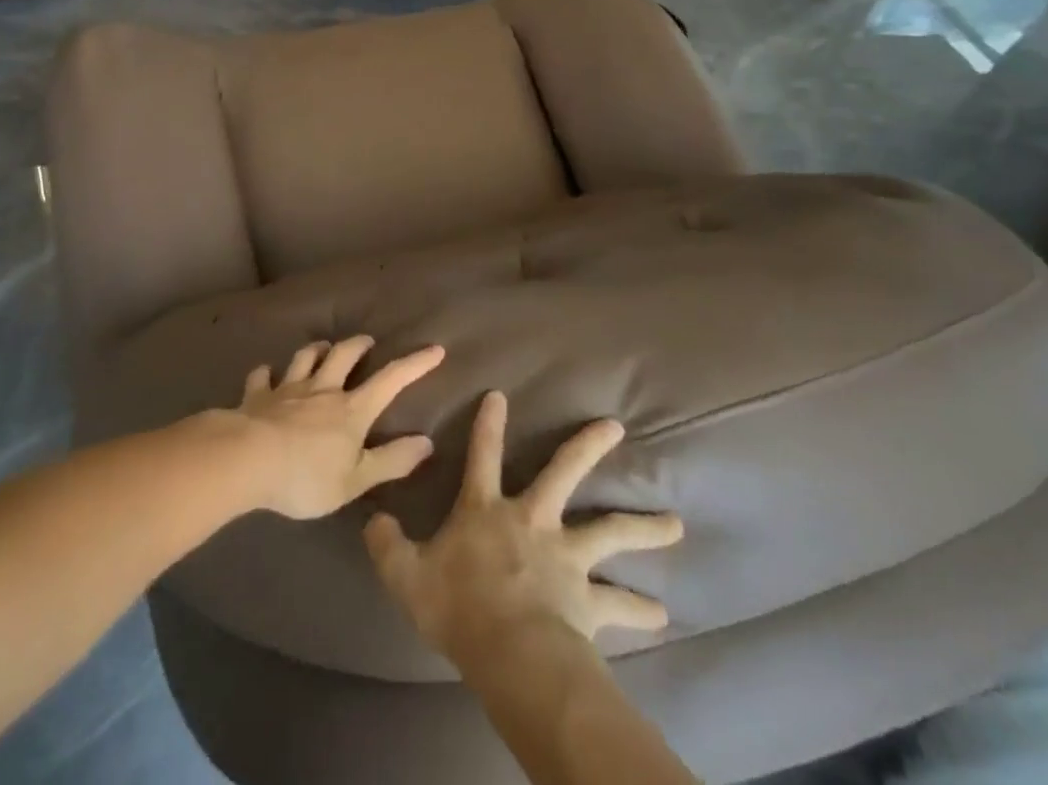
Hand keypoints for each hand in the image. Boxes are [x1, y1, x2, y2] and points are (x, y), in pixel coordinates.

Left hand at [232, 336, 445, 519]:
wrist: (247, 460)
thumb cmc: (306, 476)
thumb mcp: (356, 479)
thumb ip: (391, 461)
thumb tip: (427, 442)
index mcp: (351, 410)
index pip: (390, 381)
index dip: (414, 365)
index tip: (434, 349)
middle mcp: (322, 390)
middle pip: (343, 356)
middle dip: (358, 346)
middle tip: (367, 341)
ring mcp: (287, 389)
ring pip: (304, 358)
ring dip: (316, 350)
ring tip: (322, 347)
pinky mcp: (257, 396)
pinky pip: (262, 377)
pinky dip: (266, 373)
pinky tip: (266, 373)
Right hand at [364, 390, 682, 668]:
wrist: (512, 653)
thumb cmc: (458, 607)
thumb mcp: (406, 576)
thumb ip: (387, 545)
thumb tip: (371, 519)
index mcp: (487, 510)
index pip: (482, 455)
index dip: (488, 424)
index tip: (499, 394)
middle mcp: (533, 520)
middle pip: (564, 472)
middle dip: (588, 445)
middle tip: (615, 426)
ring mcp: (566, 556)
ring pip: (610, 531)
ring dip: (644, 526)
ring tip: (676, 525)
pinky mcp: (588, 599)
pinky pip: (617, 603)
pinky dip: (639, 607)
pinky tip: (661, 613)